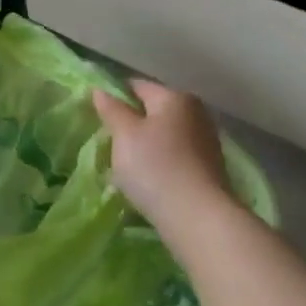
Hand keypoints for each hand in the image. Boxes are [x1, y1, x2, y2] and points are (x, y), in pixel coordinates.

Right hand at [92, 80, 235, 228]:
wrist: (199, 219)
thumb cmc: (156, 168)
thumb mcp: (124, 134)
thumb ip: (111, 109)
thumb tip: (100, 90)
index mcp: (175, 97)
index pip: (137, 86)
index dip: (114, 96)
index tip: (97, 116)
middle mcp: (195, 113)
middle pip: (153, 111)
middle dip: (131, 124)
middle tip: (108, 143)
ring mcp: (205, 142)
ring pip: (164, 136)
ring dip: (144, 147)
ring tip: (124, 167)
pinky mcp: (208, 170)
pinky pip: (175, 157)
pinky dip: (159, 164)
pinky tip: (147, 181)